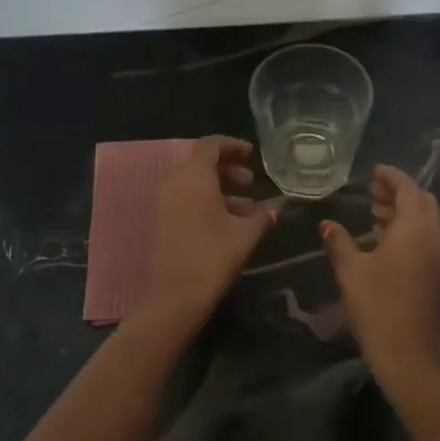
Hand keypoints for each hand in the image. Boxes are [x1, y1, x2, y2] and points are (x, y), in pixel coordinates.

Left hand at [142, 136, 276, 323]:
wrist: (175, 296)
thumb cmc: (213, 256)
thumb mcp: (245, 234)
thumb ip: (262, 215)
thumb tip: (276, 206)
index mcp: (194, 176)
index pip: (210, 145)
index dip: (232, 145)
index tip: (252, 154)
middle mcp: (175, 182)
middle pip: (201, 162)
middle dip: (228, 168)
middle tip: (251, 183)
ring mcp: (165, 201)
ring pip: (194, 182)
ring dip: (220, 187)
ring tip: (248, 206)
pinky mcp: (163, 219)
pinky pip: (187, 197)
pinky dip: (207, 200)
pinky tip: (230, 221)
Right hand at [320, 165, 439, 388]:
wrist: (408, 355)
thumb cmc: (377, 306)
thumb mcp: (351, 270)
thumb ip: (339, 242)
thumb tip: (327, 224)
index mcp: (415, 229)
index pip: (408, 189)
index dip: (392, 177)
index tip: (374, 171)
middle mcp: (432, 236)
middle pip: (422, 201)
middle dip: (399, 191)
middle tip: (372, 190)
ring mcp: (437, 256)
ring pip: (424, 220)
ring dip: (403, 210)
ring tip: (374, 211)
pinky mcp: (435, 273)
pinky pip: (424, 237)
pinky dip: (407, 228)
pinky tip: (382, 238)